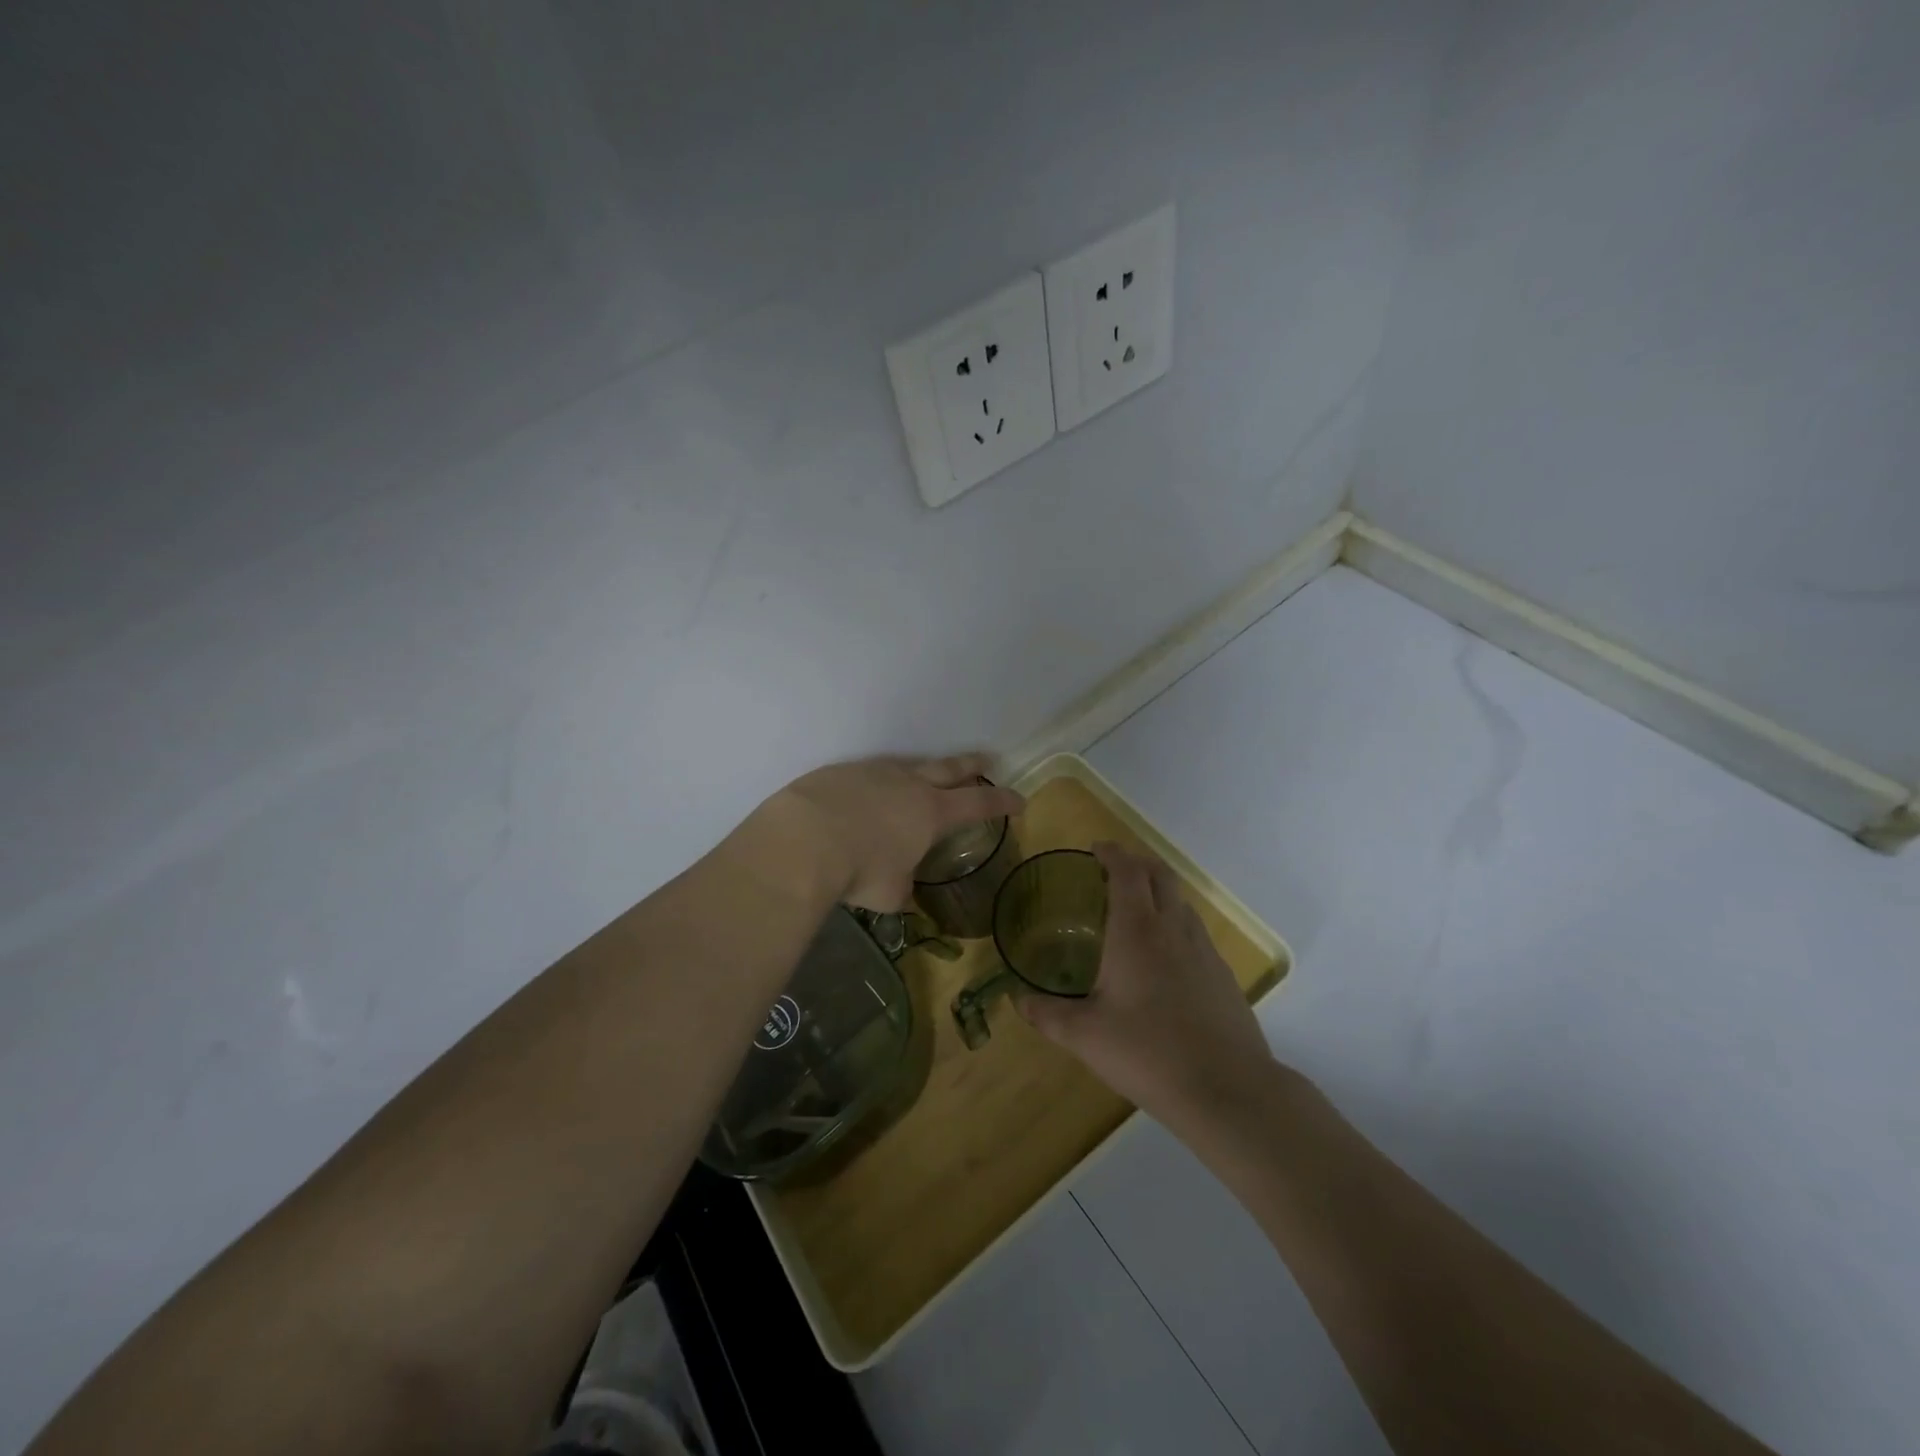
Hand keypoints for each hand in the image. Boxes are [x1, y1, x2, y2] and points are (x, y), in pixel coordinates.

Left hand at [762, 753, 1024, 911]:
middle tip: (986, 759)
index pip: (978, 802)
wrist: (803, 839)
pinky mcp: (841, 771)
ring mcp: (873, 772)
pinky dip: (875, 783)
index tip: (1019, 799)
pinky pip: (867, 773)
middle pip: (949, 768)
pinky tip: (864, 794)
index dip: (1001, 801)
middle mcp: (908, 785)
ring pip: (907, 766)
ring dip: (921, 770)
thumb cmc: (859, 870)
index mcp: (931, 812)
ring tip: (922, 776)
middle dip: (971, 765)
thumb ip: (901, 889)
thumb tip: (901, 894)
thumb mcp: (888, 893)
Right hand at [1017, 842, 1273, 1119]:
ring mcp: (1204, 950)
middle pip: (1160, 874)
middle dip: (1137, 862)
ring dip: (1159, 891)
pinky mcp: (1223, 975)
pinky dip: (1175, 922)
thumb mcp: (1085, 1036)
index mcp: (1137, 931)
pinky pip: (1195, 931)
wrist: (1227, 1090)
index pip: (1127, 871)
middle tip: (1113, 870)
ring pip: (1182, 901)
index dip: (1112, 853)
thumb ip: (1047, 1014)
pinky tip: (1164, 957)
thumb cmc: (1148, 1053)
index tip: (1095, 849)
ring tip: (1135, 909)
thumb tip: (1017, 999)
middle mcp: (1173, 929)